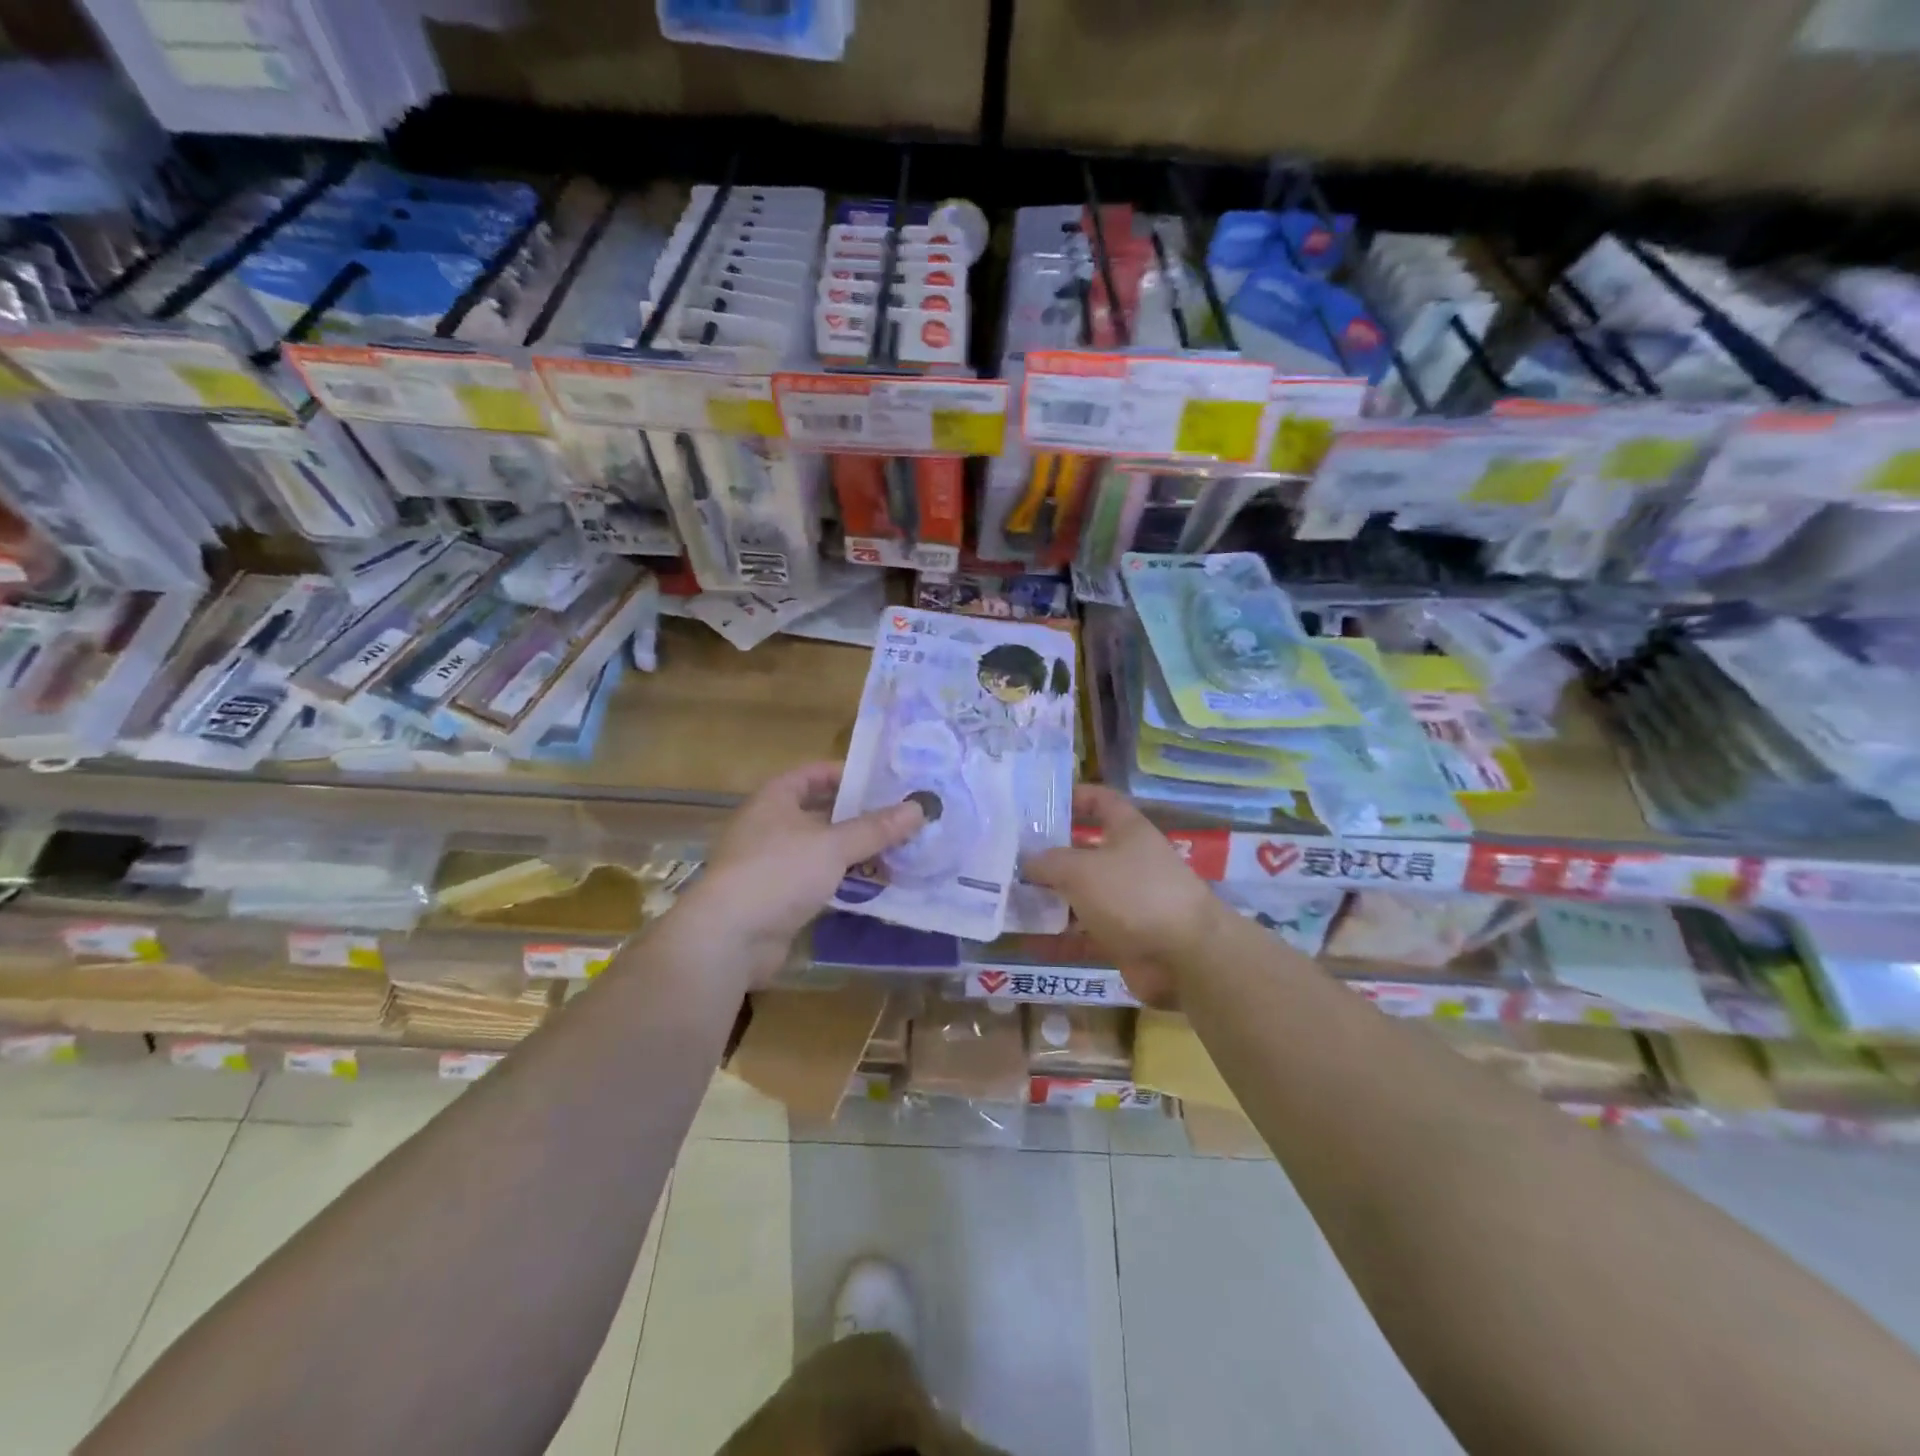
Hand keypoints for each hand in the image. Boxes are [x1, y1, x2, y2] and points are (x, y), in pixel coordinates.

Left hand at [676, 762, 925, 986]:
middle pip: (822, 812)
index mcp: (775, 799)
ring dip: (856, 851)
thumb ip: (876, 828)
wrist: (729, 938)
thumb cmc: (778, 873)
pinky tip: (875, 885)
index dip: (848, 774)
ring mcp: (773, 864)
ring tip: (899, 851)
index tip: (885, 782)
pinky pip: (819, 880)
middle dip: (860, 817)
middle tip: (902, 818)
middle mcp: (771, 826)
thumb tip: (920, 807)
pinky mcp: (779, 898)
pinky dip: (844, 880)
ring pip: (823, 849)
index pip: (814, 774)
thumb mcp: (833, 845)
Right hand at [1023, 785, 1222, 1006]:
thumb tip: (1028, 862)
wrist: (1185, 956)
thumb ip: (1048, 862)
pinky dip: (1059, 939)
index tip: (1040, 804)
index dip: (1075, 797)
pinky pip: (1084, 934)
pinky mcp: (1124, 938)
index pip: (1101, 801)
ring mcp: (1127, 902)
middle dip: (1048, 857)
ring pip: (1080, 896)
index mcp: (1127, 831)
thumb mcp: (1081, 869)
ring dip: (1049, 900)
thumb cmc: (1133, 894)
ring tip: (1008, 901)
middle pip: (1083, 852)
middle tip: (1008, 859)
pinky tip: (1027, 942)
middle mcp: (1128, 862)